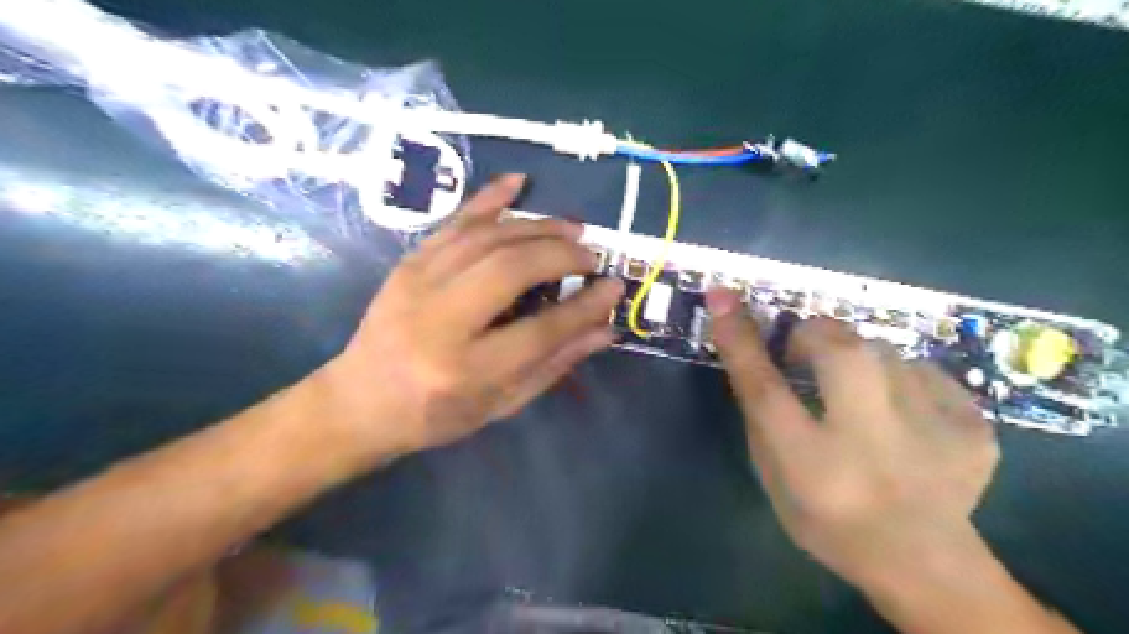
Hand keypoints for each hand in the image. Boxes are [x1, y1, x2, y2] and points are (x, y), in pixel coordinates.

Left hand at [319, 175, 625, 463]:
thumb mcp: (500, 405)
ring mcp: (417, 285)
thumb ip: (553, 364)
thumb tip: (604, 328)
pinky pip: (454, 222)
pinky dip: (489, 198)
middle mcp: (440, 322)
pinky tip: (519, 183)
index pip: (540, 330)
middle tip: (591, 256)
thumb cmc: (435, 415)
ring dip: (536, 227)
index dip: (585, 306)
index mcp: (466, 371)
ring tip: (572, 230)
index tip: (615, 287)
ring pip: (486, 237)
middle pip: (511, 269)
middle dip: (561, 255)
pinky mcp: (407, 264)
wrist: (359, 402)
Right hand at [703, 290, 995, 585]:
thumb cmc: (828, 520)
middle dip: (812, 335)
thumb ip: (761, 414)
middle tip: (804, 352)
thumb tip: (752, 348)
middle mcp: (871, 441)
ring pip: (883, 351)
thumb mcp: (774, 476)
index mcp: (811, 462)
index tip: (722, 295)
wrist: (925, 564)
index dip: (740, 337)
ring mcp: (933, 431)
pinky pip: (924, 370)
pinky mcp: (975, 425)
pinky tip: (905, 415)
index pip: (764, 387)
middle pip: (837, 349)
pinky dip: (903, 380)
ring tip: (860, 396)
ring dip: (858, 361)